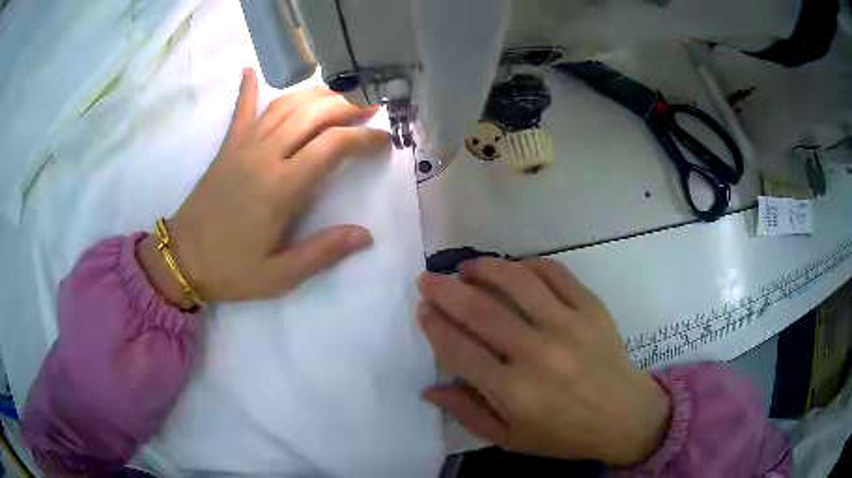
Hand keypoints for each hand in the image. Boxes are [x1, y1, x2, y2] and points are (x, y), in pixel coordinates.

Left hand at [138, 68, 388, 306]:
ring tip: (340, 95)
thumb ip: (321, 253)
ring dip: (316, 94)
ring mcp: (243, 146)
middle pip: (313, 113)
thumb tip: (364, 235)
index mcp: (281, 187)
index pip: (333, 146)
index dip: (364, 138)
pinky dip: (248, 88)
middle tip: (372, 107)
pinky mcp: (227, 147)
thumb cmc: (230, 270)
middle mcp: (264, 155)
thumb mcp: (278, 276)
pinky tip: (251, 71)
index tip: (384, 141)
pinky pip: (241, 111)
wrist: (182, 259)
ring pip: (285, 104)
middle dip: (348, 106)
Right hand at [417, 258, 670, 465]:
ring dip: (484, 268)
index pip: (459, 349)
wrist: (624, 416)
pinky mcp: (592, 308)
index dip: (434, 325)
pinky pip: (556, 273)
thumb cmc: (563, 434)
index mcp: (514, 392)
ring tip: (466, 267)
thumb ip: (467, 413)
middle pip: (480, 311)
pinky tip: (514, 267)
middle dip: (445, 290)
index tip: (422, 310)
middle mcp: (538, 354)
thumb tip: (429, 389)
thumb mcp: (510, 438)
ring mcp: (569, 325)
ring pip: (517, 282)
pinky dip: (529, 264)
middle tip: (428, 279)